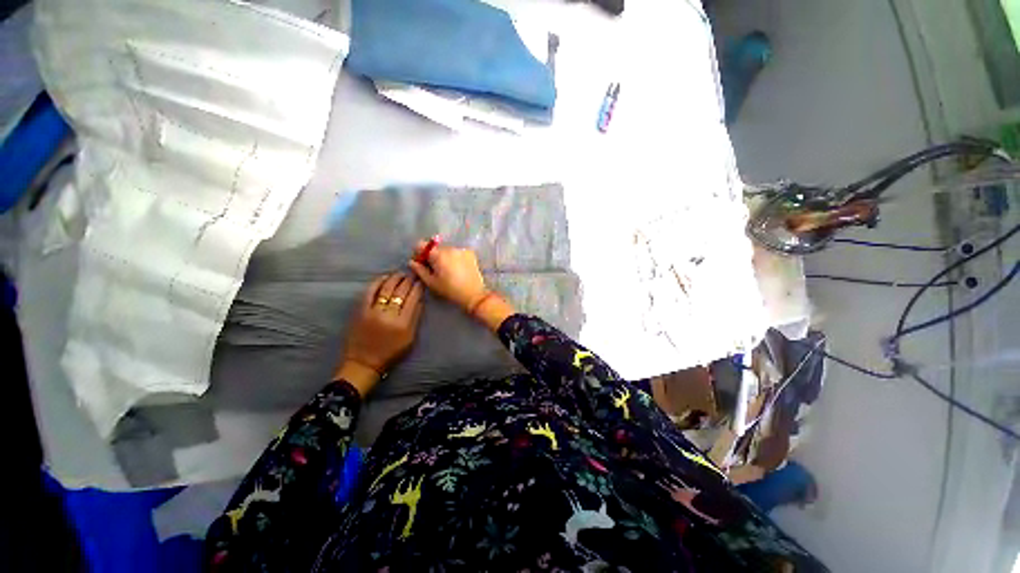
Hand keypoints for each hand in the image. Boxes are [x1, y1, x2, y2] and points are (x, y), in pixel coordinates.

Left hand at [338, 273, 423, 394]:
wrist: (364, 362)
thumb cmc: (391, 353)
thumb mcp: (410, 338)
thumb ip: (415, 318)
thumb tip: (420, 300)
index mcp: (403, 323)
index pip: (413, 298)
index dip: (418, 287)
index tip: (421, 281)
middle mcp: (389, 315)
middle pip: (401, 291)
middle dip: (408, 280)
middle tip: (413, 274)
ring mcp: (373, 311)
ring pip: (386, 288)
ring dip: (395, 278)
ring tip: (401, 274)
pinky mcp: (360, 310)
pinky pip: (370, 292)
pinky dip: (377, 282)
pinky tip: (384, 277)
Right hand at [408, 242, 487, 311]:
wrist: (474, 294)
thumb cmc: (450, 290)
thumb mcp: (432, 282)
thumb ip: (420, 270)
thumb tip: (412, 262)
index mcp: (438, 254)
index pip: (421, 245)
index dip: (419, 253)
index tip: (421, 263)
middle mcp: (450, 248)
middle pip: (435, 248)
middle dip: (433, 257)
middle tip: (436, 270)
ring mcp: (461, 250)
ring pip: (447, 250)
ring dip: (445, 257)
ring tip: (449, 271)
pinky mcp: (471, 253)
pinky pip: (458, 252)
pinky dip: (456, 258)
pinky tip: (458, 269)